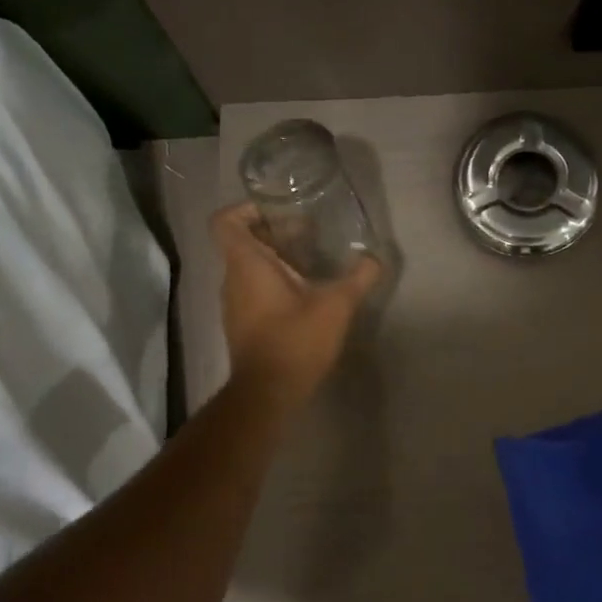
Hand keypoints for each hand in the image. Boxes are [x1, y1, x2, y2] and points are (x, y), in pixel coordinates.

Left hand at [215, 203, 382, 409]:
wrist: (268, 393)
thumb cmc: (295, 341)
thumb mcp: (336, 306)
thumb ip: (358, 278)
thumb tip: (375, 258)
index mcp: (246, 264)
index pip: (225, 221)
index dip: (246, 208)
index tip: (277, 211)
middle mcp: (232, 279)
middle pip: (242, 242)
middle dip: (274, 233)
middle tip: (309, 233)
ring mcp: (234, 304)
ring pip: (249, 268)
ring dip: (277, 260)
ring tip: (313, 262)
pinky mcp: (242, 325)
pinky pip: (253, 290)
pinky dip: (274, 284)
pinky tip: (306, 295)